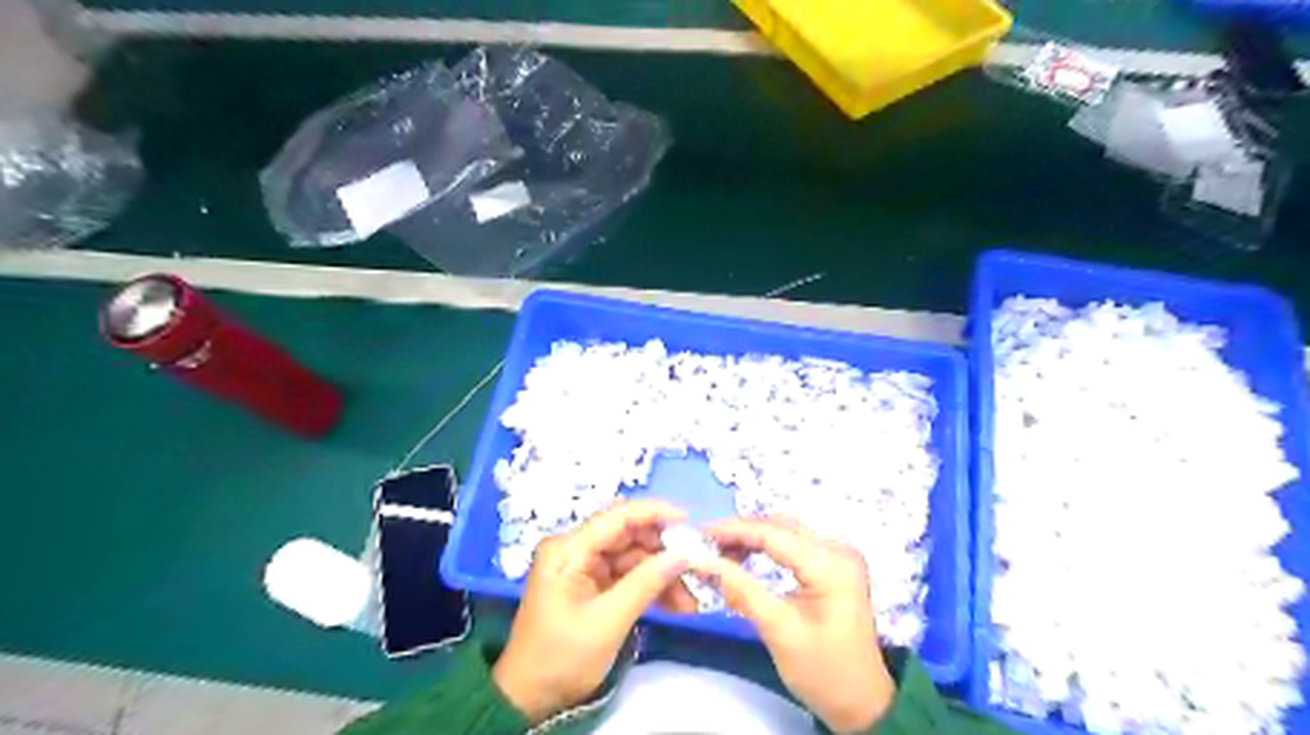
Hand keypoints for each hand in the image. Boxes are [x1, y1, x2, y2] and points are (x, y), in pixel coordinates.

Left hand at [492, 499, 695, 721]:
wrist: (529, 698)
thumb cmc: (562, 657)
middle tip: (697, 566)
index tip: (689, 522)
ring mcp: (584, 567)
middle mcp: (576, 549)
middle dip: (664, 551)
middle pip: (628, 536)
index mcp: (569, 549)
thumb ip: (645, 583)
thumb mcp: (608, 621)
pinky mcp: (592, 585)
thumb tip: (683, 554)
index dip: (654, 513)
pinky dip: (651, 587)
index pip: (617, 517)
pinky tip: (677, 603)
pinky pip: (628, 576)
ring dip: (662, 574)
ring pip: (633, 557)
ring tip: (692, 597)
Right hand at [695, 520, 902, 732]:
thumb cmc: (823, 672)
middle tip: (704, 545)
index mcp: (830, 563)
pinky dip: (766, 547)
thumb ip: (741, 590)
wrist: (863, 704)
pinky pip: (793, 544)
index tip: (699, 535)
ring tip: (719, 552)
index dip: (734, 530)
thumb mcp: (779, 631)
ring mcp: (838, 555)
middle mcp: (838, 549)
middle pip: (780, 526)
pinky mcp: (833, 565)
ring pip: (785, 531)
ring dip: (751, 538)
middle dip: (740, 532)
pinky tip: (744, 557)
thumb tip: (703, 562)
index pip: (773, 533)